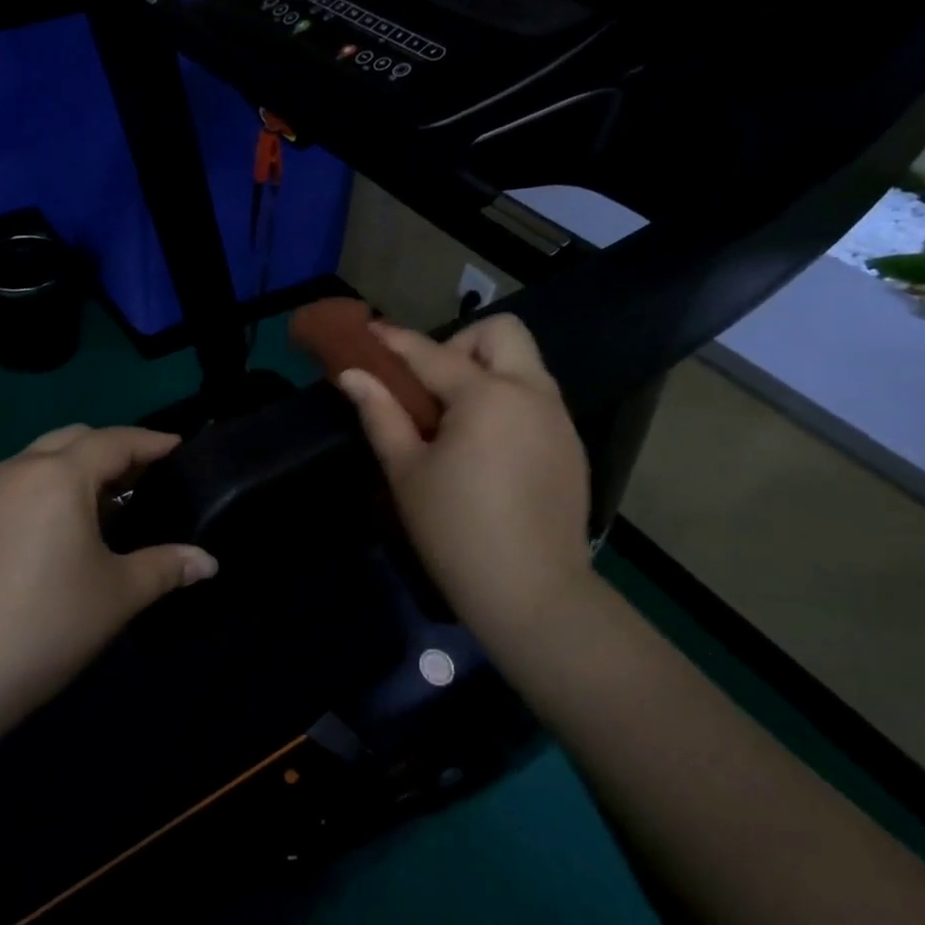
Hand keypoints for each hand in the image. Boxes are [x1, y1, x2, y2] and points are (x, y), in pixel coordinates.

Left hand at [0, 425, 217, 728]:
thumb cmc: (46, 626)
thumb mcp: (117, 595)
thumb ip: (167, 568)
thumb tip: (208, 562)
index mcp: (59, 476)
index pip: (114, 441)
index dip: (150, 442)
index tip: (177, 447)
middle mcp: (15, 470)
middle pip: (72, 438)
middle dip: (110, 449)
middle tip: (140, 478)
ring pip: (35, 461)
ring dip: (71, 469)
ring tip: (97, 507)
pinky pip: (7, 488)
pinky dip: (38, 493)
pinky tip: (45, 535)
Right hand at [336, 316, 593, 651]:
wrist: (534, 594)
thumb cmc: (457, 532)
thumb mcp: (407, 472)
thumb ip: (380, 414)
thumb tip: (352, 376)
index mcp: (486, 397)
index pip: (432, 353)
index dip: (395, 340)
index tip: (369, 331)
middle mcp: (531, 393)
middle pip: (501, 332)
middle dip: (462, 343)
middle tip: (433, 386)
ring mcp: (558, 418)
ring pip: (524, 363)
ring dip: (487, 370)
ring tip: (455, 419)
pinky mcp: (571, 445)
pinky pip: (537, 397)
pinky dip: (508, 400)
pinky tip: (487, 447)